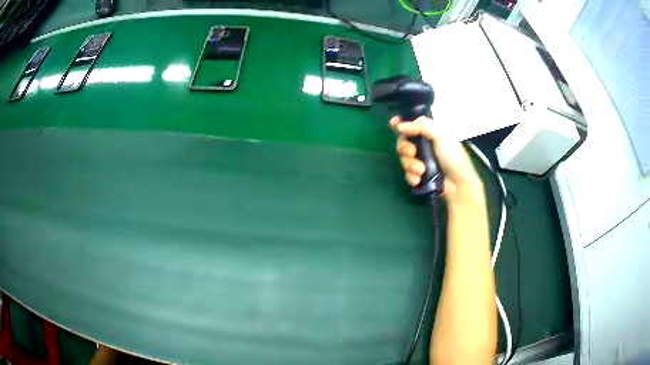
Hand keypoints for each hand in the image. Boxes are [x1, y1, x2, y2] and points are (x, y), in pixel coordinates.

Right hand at [389, 116, 483, 203]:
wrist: (459, 186)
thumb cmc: (454, 158)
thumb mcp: (442, 137)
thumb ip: (423, 126)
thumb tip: (401, 125)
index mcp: (431, 133)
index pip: (413, 123)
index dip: (402, 122)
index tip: (393, 124)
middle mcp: (424, 145)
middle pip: (403, 141)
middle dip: (405, 148)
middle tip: (412, 152)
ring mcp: (421, 161)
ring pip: (404, 159)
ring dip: (410, 165)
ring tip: (421, 171)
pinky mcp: (419, 175)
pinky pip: (407, 173)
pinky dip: (412, 177)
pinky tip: (419, 180)